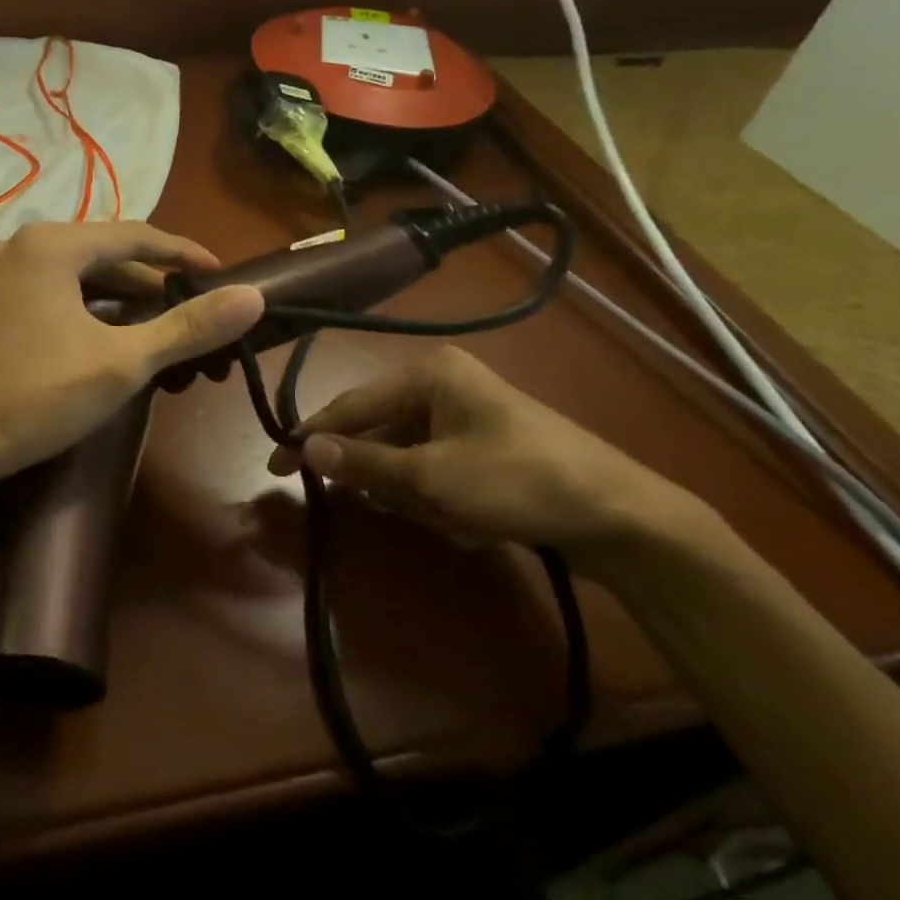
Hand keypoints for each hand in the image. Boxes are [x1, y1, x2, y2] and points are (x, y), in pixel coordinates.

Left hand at [0, 222, 263, 494]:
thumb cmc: (36, 396)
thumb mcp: (122, 362)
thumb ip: (188, 327)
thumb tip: (252, 296)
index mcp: (51, 244)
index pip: (135, 235)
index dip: (183, 253)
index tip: (219, 274)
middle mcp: (18, 245)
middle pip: (101, 252)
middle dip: (148, 279)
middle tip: (188, 307)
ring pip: (71, 273)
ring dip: (114, 295)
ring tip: (151, 323)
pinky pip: (45, 289)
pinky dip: (80, 305)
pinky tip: (97, 334)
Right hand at [268, 345, 709, 571]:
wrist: (623, 518)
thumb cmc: (519, 481)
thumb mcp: (433, 477)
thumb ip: (366, 463)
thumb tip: (305, 450)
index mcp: (429, 375)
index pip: (352, 405)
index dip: (312, 437)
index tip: (275, 467)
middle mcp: (443, 386)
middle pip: (382, 434)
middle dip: (385, 479)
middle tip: (400, 509)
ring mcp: (467, 418)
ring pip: (409, 460)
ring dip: (418, 496)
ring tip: (452, 519)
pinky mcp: (486, 449)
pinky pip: (438, 472)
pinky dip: (443, 502)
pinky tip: (473, 524)